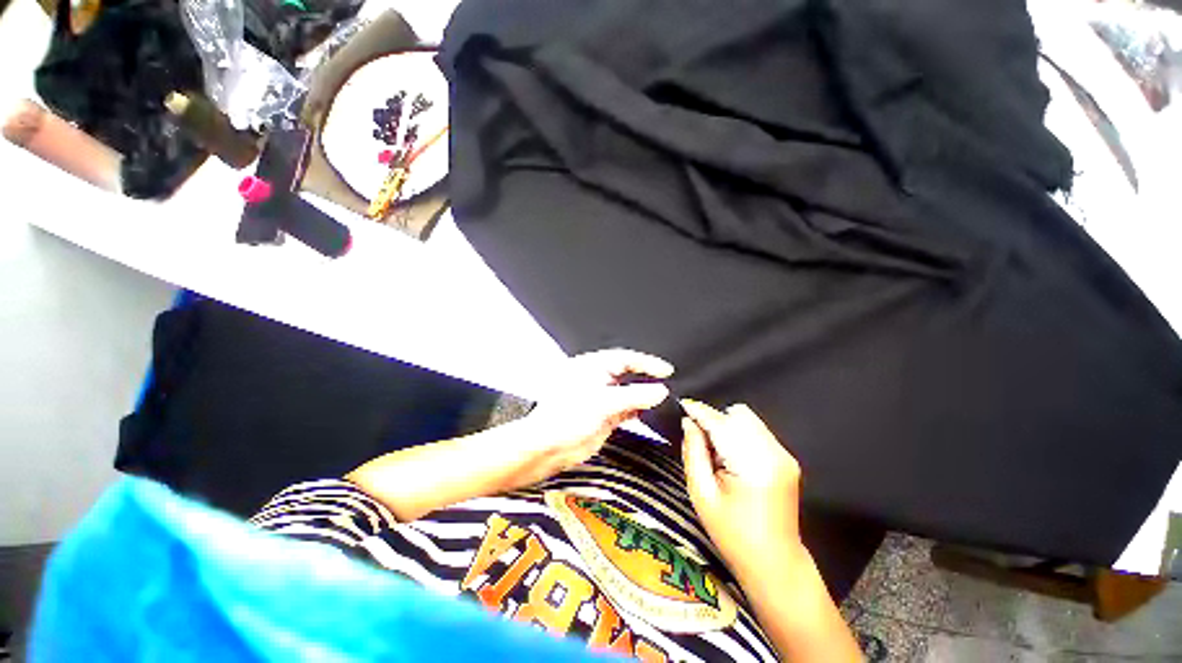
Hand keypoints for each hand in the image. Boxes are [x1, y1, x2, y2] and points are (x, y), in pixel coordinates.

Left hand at [508, 349, 673, 489]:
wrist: (548, 448)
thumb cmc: (565, 418)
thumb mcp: (603, 402)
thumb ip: (635, 396)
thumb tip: (660, 391)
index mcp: (592, 366)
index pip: (625, 358)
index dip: (647, 363)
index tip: (666, 370)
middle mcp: (598, 379)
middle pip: (629, 373)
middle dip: (647, 378)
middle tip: (667, 383)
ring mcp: (601, 397)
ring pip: (629, 392)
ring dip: (644, 395)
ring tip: (662, 399)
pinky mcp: (604, 415)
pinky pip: (627, 408)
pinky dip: (638, 410)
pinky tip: (649, 412)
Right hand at [680, 399, 807, 578]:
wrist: (775, 562)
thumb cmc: (733, 534)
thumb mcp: (702, 495)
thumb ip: (693, 452)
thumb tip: (688, 422)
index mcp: (753, 465)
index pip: (721, 423)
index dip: (699, 411)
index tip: (682, 405)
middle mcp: (774, 453)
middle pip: (738, 414)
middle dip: (716, 421)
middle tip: (702, 443)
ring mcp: (785, 455)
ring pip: (748, 419)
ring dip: (728, 427)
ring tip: (718, 454)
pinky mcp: (788, 458)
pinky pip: (757, 431)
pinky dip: (740, 436)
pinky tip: (733, 460)